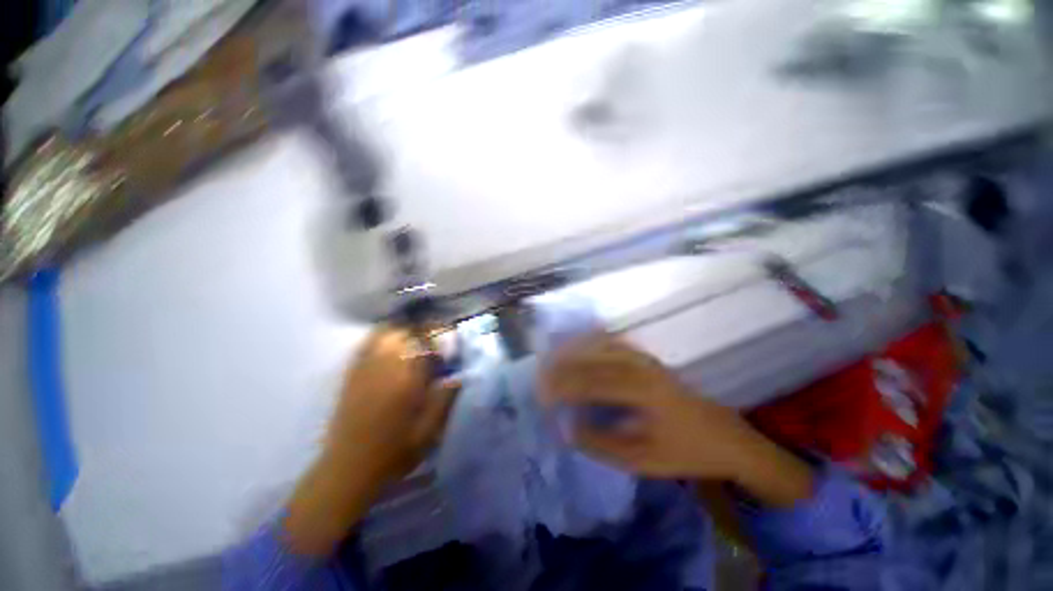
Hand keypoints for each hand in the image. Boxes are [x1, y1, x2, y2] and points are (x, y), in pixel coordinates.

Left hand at [284, 327, 458, 555]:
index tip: (447, 340)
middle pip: (404, 332)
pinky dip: (380, 336)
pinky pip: (366, 344)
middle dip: (421, 330)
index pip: (425, 344)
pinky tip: (388, 342)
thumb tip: (458, 377)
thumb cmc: (394, 451)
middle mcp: (385, 367)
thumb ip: (444, 400)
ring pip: (384, 334)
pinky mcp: (351, 375)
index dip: (438, 336)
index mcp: (406, 380)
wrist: (348, 469)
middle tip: (432, 340)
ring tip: (412, 338)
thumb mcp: (429, 431)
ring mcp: (365, 369)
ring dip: (402, 330)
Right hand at [543, 335, 812, 505]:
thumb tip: (569, 428)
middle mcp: (642, 366)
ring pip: (601, 345)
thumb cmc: (686, 452)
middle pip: (593, 358)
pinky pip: (613, 342)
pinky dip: (591, 342)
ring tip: (552, 359)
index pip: (592, 383)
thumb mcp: (644, 460)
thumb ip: (602, 444)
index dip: (564, 387)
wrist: (725, 437)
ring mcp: (645, 358)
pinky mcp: (647, 358)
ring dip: (574, 350)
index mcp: (644, 391)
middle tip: (540, 376)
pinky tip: (578, 346)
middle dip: (563, 366)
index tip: (543, 396)